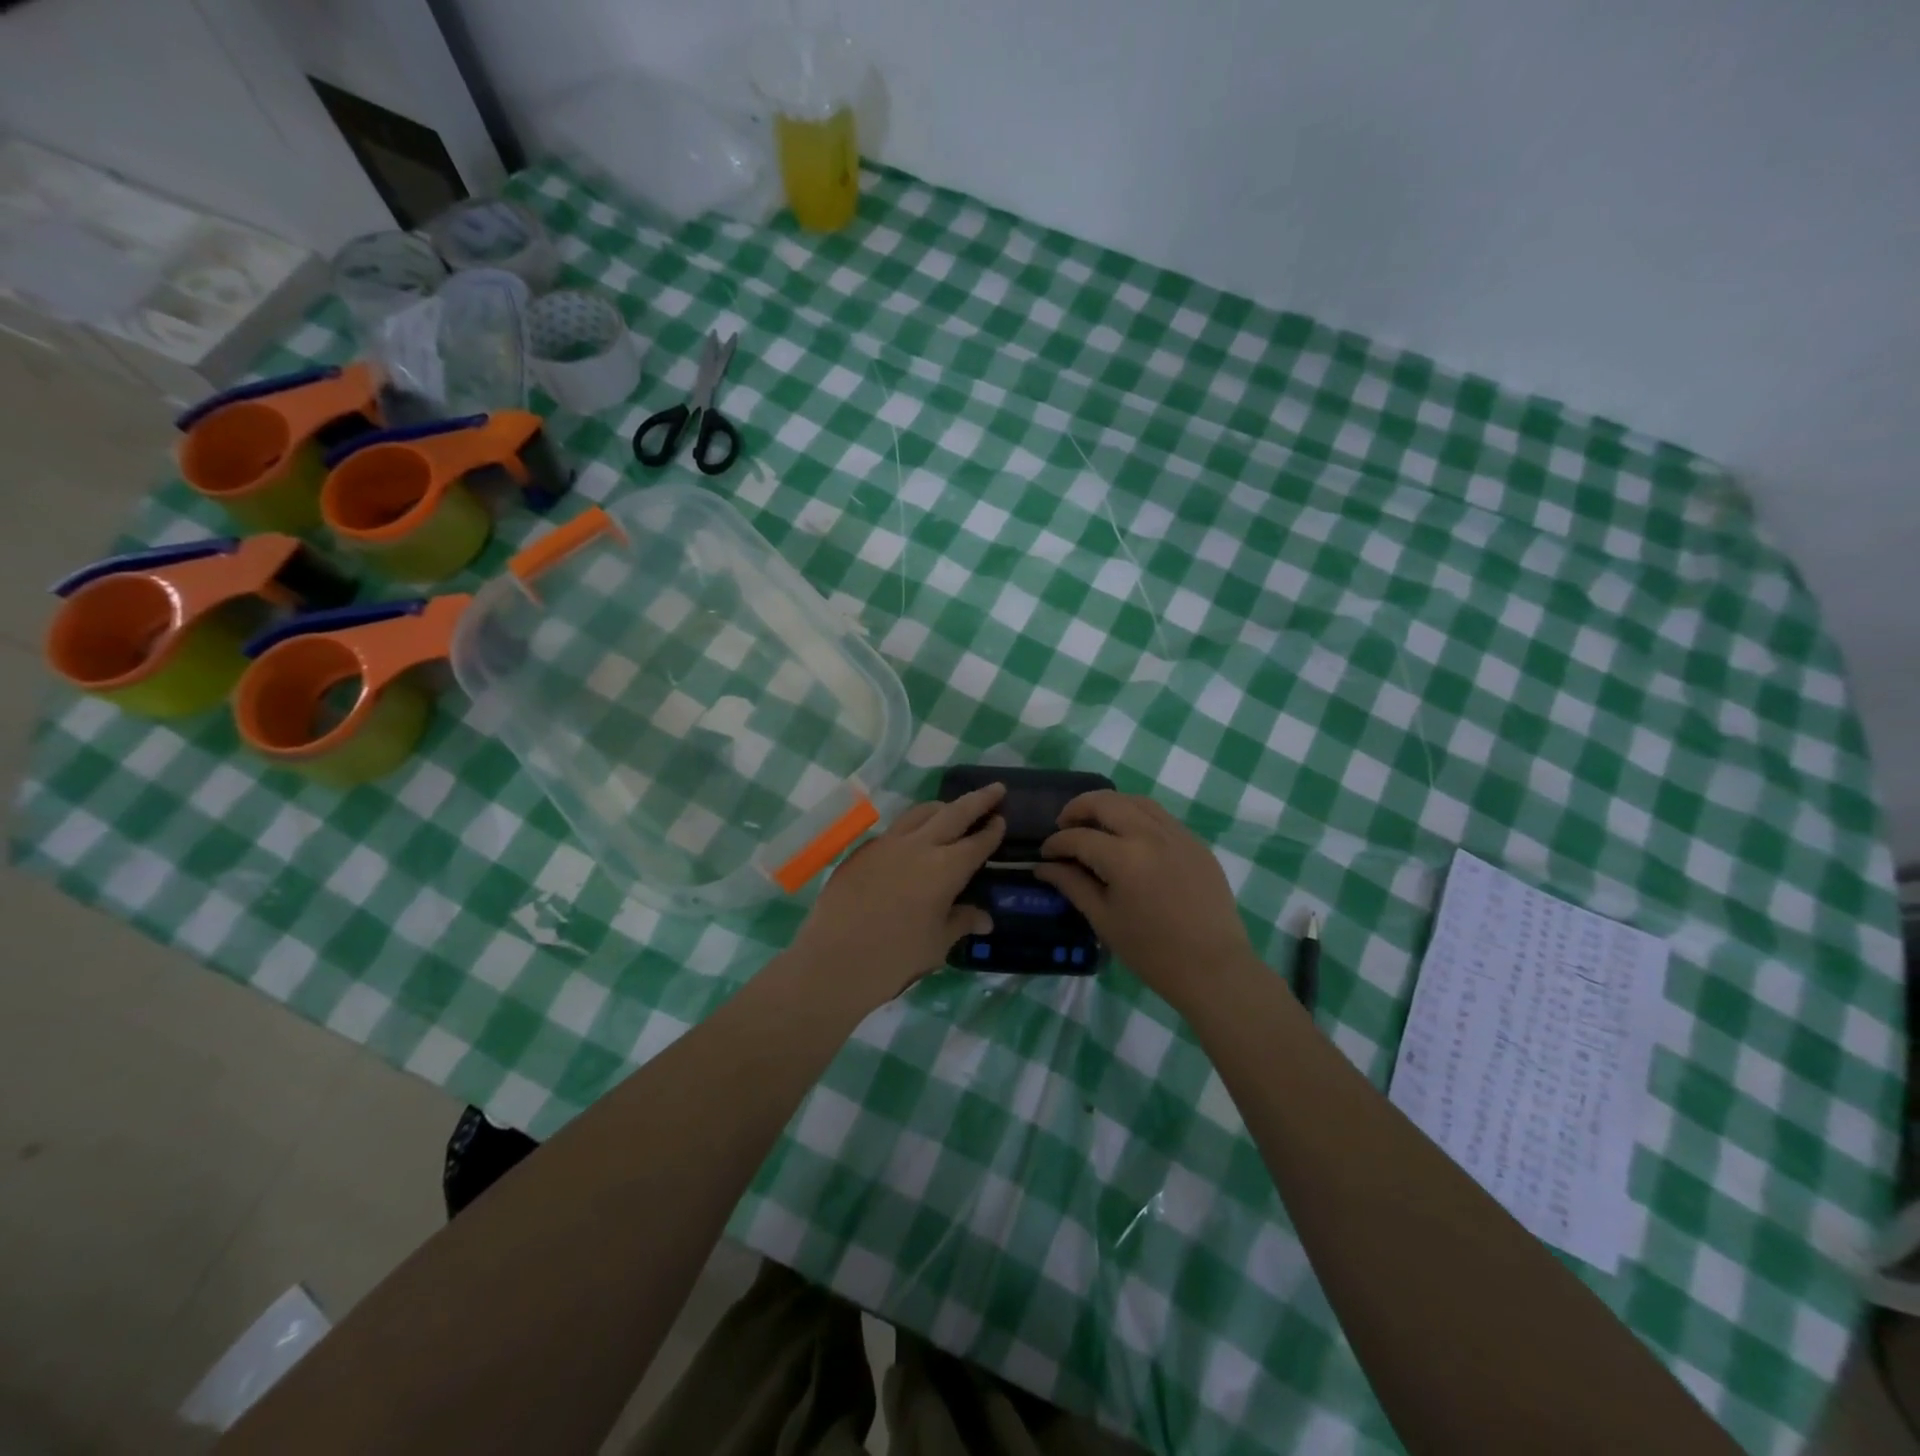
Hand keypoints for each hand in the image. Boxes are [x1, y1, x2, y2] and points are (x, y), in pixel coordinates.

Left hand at [788, 783, 1007, 1010]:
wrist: (834, 960)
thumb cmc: (895, 958)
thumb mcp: (937, 944)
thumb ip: (962, 922)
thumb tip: (984, 919)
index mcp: (946, 868)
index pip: (977, 842)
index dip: (992, 831)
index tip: (1002, 820)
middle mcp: (919, 846)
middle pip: (953, 813)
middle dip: (977, 800)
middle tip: (995, 788)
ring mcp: (886, 843)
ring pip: (920, 813)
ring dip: (941, 807)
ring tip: (951, 809)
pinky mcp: (862, 850)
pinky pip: (894, 829)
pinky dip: (912, 827)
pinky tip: (911, 842)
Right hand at [1035, 790, 1259, 1010]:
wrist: (1214, 968)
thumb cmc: (1152, 952)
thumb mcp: (1104, 920)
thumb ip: (1072, 885)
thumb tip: (1044, 866)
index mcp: (1124, 857)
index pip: (1079, 837)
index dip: (1056, 843)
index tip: (1045, 854)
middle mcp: (1150, 834)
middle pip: (1106, 802)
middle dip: (1078, 809)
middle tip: (1065, 826)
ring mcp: (1177, 834)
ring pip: (1135, 801)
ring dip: (1109, 805)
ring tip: (1095, 823)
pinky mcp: (1196, 842)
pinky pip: (1160, 816)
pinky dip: (1137, 815)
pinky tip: (1129, 836)